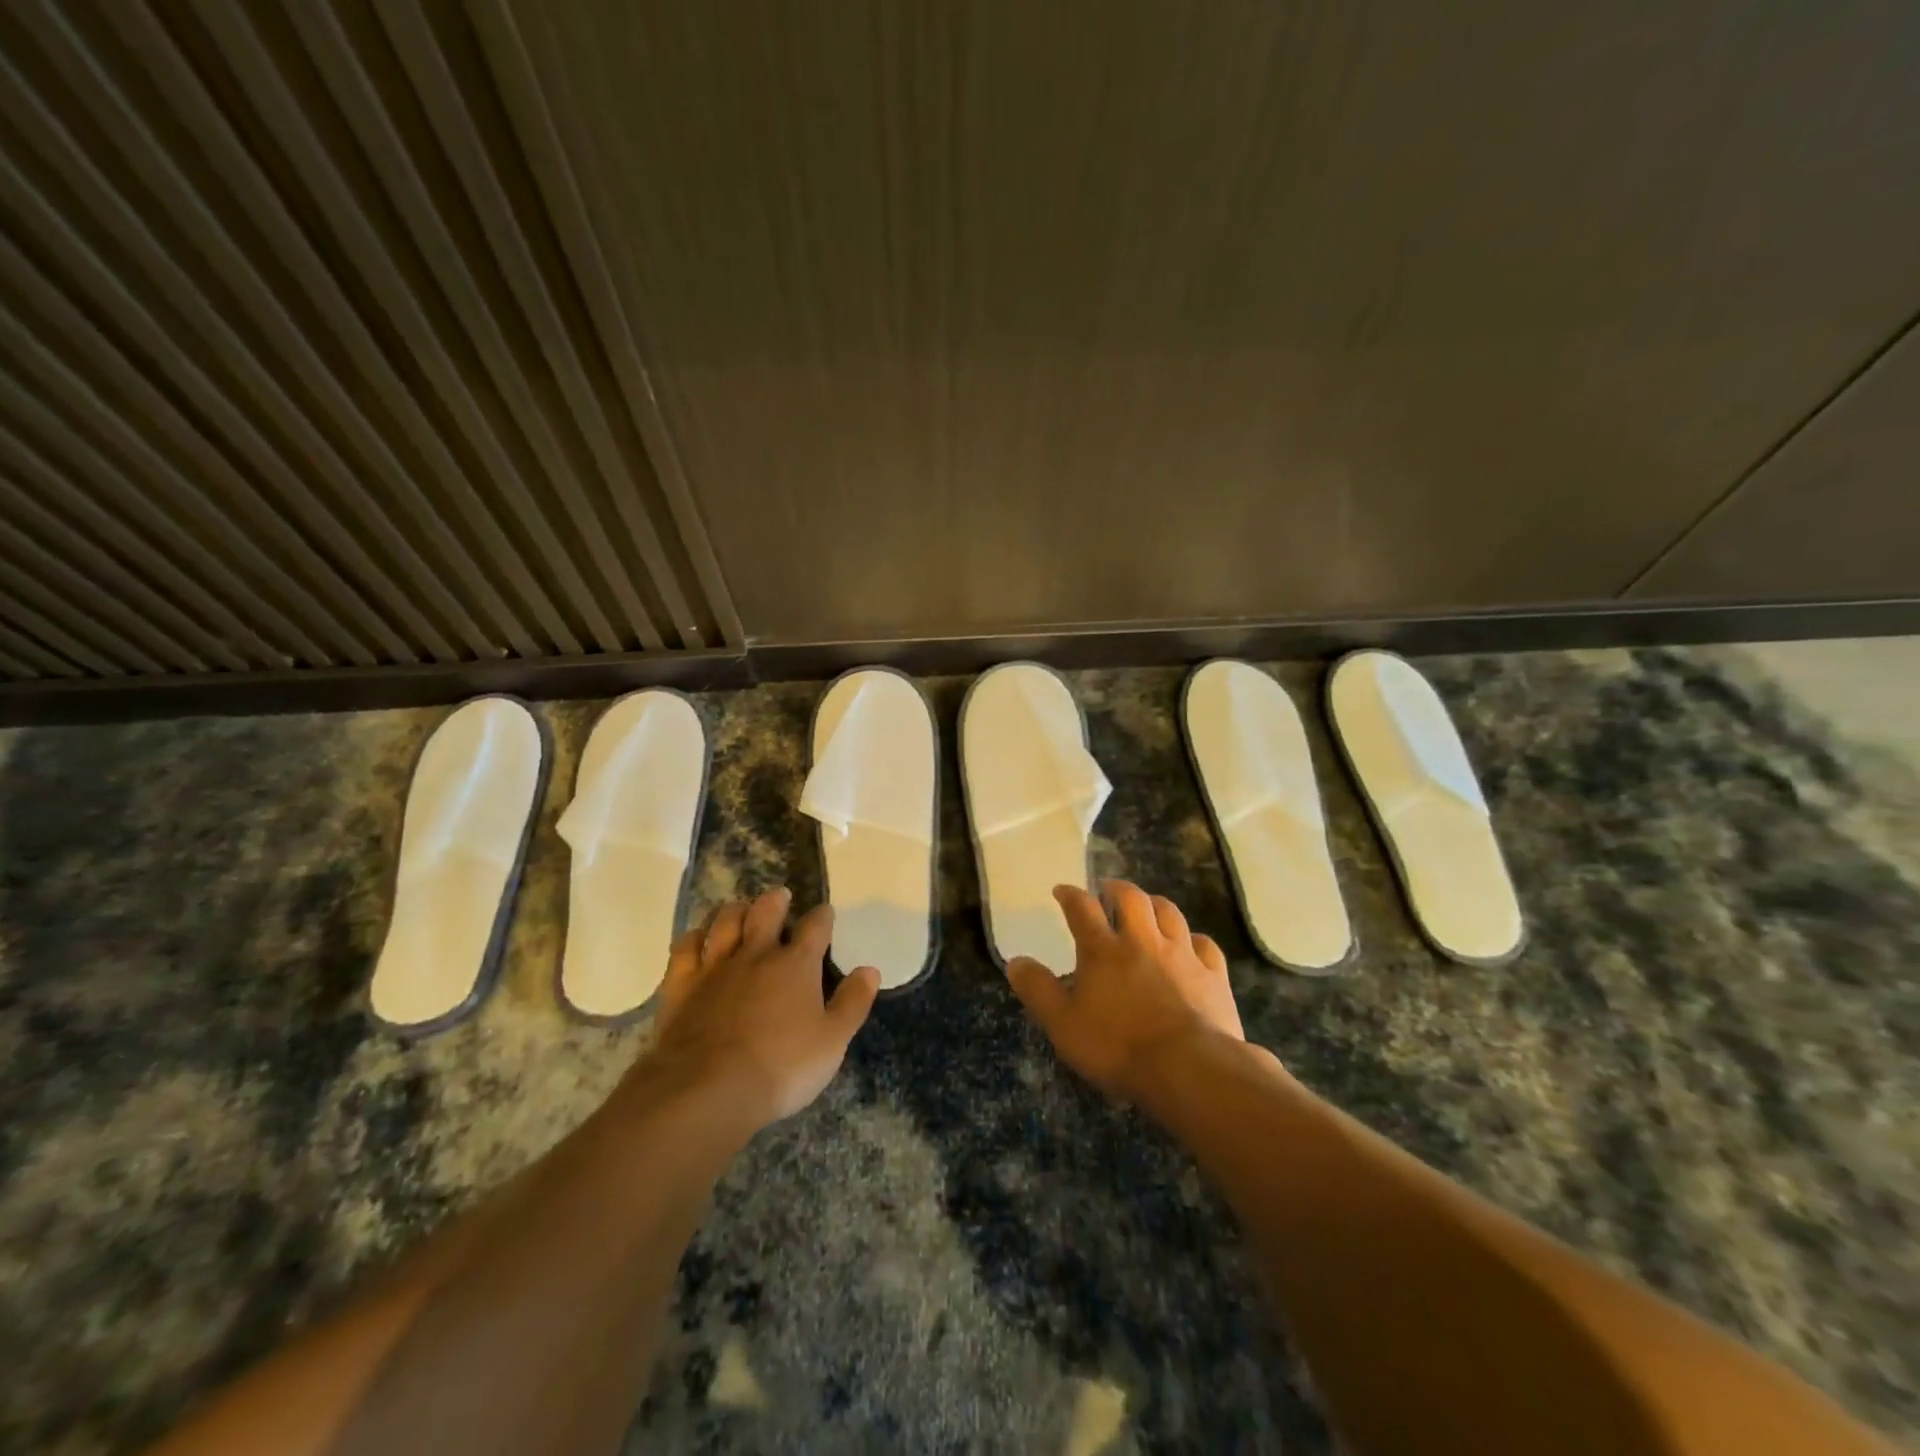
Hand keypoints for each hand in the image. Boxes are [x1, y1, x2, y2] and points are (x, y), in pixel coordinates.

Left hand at [644, 888, 880, 1131]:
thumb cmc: (781, 1067)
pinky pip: (685, 948)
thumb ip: (852, 1003)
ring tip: (739, 909)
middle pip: (765, 912)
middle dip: (775, 901)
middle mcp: (756, 954)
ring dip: (734, 911)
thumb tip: (870, 970)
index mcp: (797, 965)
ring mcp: (715, 967)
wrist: (707, 1089)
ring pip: (725, 922)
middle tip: (779, 896)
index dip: (822, 916)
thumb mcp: (832, 1042)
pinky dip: (693, 937)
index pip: (815, 928)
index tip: (825, 912)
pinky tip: (696, 939)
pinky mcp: (680, 985)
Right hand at [1006, 880, 1244, 1102]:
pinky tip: (1191, 944)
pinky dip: (1194, 939)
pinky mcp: (1213, 975)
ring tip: (1147, 906)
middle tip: (1107, 890)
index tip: (1062, 890)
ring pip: (1169, 913)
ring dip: (1155, 904)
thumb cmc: (1118, 1047)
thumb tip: (1015, 961)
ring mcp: (1182, 954)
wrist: (1189, 1068)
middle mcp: (1143, 941)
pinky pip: (1205, 944)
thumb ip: (1038, 990)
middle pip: (1131, 898)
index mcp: (1103, 950)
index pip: (1082, 908)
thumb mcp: (1063, 1024)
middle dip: (1116, 889)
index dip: (1070, 895)